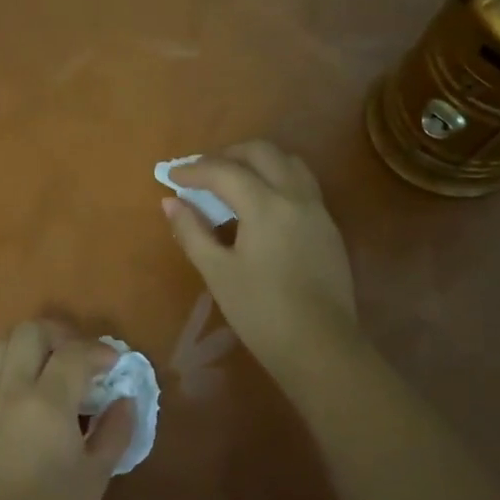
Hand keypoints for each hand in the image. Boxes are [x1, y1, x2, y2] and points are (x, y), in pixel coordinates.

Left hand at [0, 320, 134, 499]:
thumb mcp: (95, 476)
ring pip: (4, 345)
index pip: (74, 353)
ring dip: (32, 346)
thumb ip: (115, 431)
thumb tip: (125, 401)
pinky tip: (31, 394)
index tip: (115, 364)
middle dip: (60, 334)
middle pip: (30, 331)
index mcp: (46, 403)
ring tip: (54, 369)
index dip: (99, 351)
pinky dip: (14, 366)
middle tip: (81, 357)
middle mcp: (11, 389)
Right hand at [161, 140, 363, 395]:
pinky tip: (260, 207)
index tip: (170, 175)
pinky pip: (301, 185)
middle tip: (202, 173)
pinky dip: (276, 180)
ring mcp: (318, 210)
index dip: (193, 170)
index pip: (224, 171)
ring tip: (232, 182)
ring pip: (288, 163)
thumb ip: (192, 231)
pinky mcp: (329, 227)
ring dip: (257, 162)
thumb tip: (171, 202)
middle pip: (262, 153)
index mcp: (266, 205)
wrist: (320, 346)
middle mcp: (296, 196)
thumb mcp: (217, 272)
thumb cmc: (260, 311)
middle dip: (228, 155)